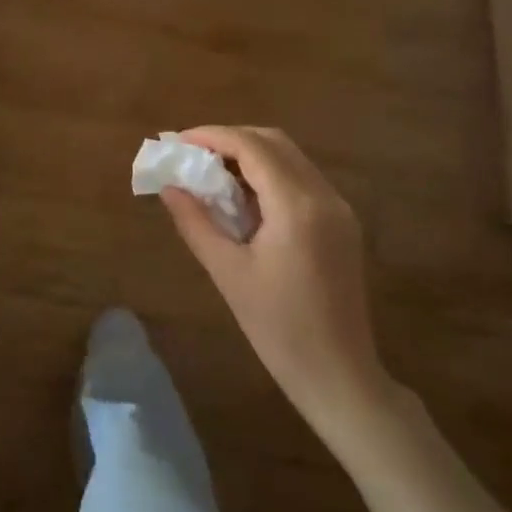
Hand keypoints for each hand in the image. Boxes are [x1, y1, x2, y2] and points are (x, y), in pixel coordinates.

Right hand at [159, 126, 389, 427]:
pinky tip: (244, 197)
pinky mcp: (342, 224)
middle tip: (193, 155)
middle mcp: (324, 196)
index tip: (178, 141)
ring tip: (212, 173)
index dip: (213, 136)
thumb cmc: (278, 328)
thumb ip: (196, 222)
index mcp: (297, 206)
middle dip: (231, 140)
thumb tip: (169, 186)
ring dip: (251, 155)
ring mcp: (338, 209)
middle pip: (274, 142)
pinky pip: (301, 179)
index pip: (252, 147)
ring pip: (290, 158)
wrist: (339, 376)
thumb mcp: (228, 273)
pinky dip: (269, 174)